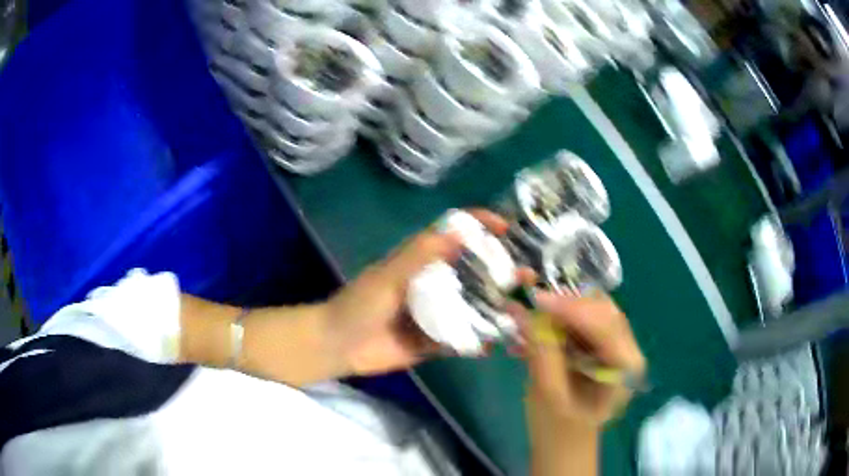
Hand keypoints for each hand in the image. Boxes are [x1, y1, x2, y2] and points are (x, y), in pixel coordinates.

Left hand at [323, 209, 511, 376]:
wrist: (338, 346)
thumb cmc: (359, 305)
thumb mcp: (388, 277)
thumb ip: (420, 256)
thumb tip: (459, 230)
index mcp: (419, 262)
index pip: (453, 235)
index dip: (478, 225)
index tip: (505, 227)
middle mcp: (432, 284)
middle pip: (470, 271)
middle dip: (499, 270)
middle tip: (526, 273)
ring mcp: (435, 314)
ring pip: (471, 305)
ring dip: (495, 305)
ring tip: (521, 307)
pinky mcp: (433, 341)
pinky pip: (461, 339)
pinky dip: (479, 340)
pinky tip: (498, 342)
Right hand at [511, 291, 645, 429]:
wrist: (564, 448)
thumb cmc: (560, 432)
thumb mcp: (549, 395)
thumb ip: (542, 353)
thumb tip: (524, 312)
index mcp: (626, 368)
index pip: (605, 325)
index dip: (572, 308)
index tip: (536, 299)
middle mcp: (627, 350)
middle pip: (601, 311)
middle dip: (566, 303)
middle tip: (531, 300)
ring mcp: (615, 347)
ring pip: (590, 312)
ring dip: (559, 310)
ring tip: (527, 314)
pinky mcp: (600, 348)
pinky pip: (580, 323)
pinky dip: (557, 322)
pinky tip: (533, 330)